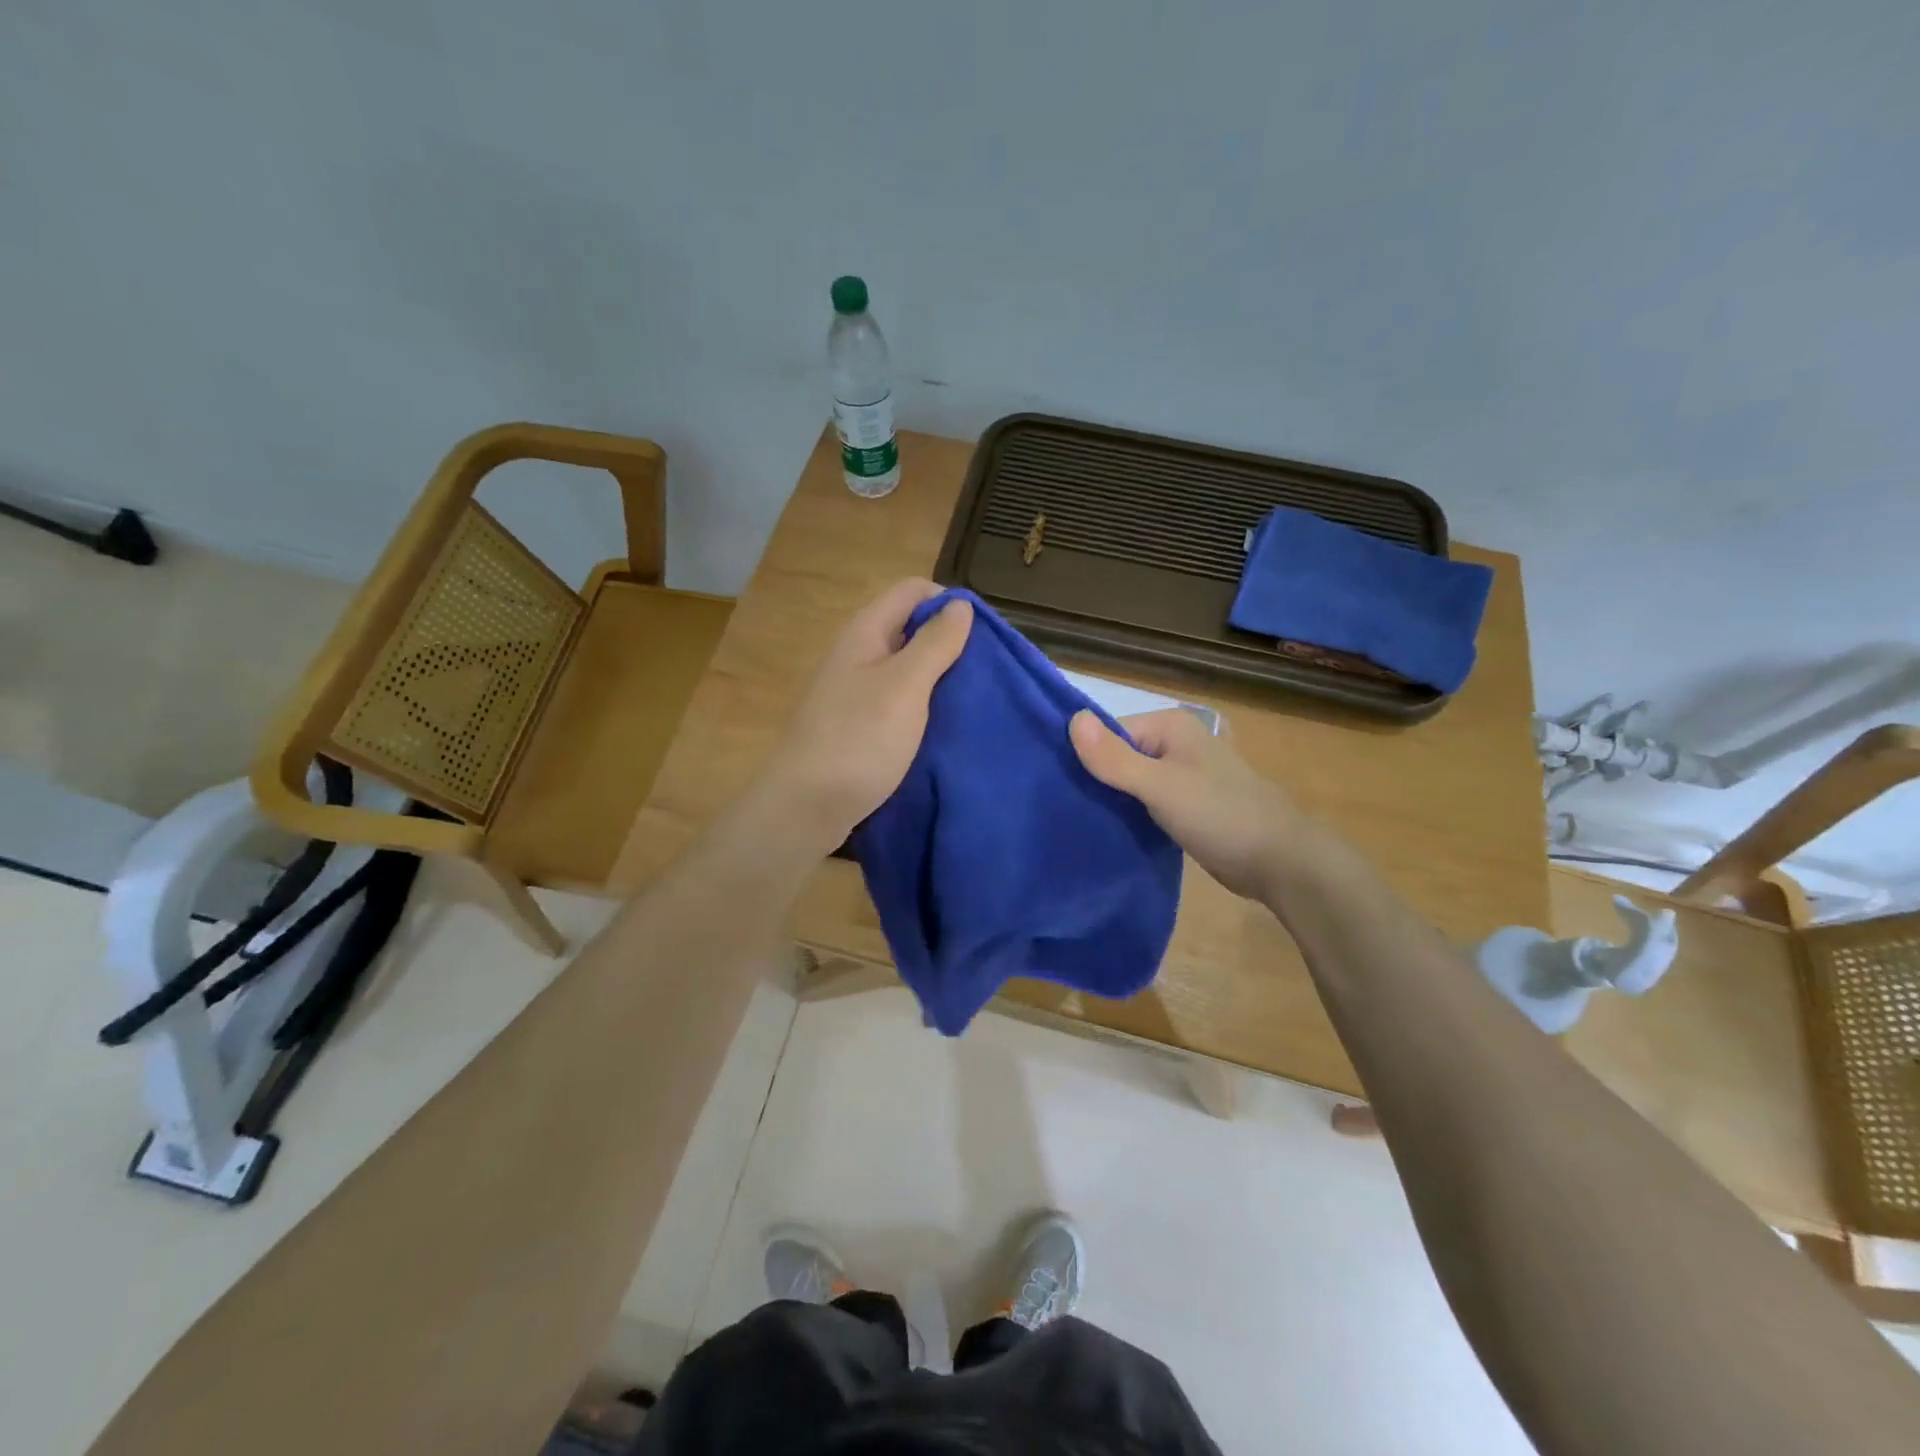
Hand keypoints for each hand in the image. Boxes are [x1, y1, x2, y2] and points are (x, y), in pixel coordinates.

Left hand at [757, 579, 973, 851]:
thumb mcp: (906, 686)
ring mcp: (854, 691)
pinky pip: (897, 701)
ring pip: (906, 668)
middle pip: (910, 628)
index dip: (949, 603)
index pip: (913, 591)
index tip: (982, 637)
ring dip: (938, 678)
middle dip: (949, 643)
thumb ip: (935, 643)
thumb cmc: (858, 739)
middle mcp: (857, 654)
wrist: (806, 807)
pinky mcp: (857, 725)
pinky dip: (922, 706)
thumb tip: (960, 604)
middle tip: (983, 672)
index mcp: (866, 631)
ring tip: (971, 700)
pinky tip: (943, 726)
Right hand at [1069, 707, 1312, 901]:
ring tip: (1078, 820)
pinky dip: (1129, 814)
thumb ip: (1116, 758)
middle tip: (1064, 808)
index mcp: (1170, 725)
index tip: (1060, 787)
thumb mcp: (1161, 786)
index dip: (1084, 758)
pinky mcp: (1185, 804)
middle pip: (1118, 756)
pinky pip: (1145, 802)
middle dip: (1096, 780)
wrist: (1279, 862)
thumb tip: (1072, 718)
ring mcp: (1181, 775)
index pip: (1108, 733)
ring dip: (1110, 800)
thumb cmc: (1220, 815)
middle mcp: (1175, 743)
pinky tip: (1107, 831)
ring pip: (1130, 781)